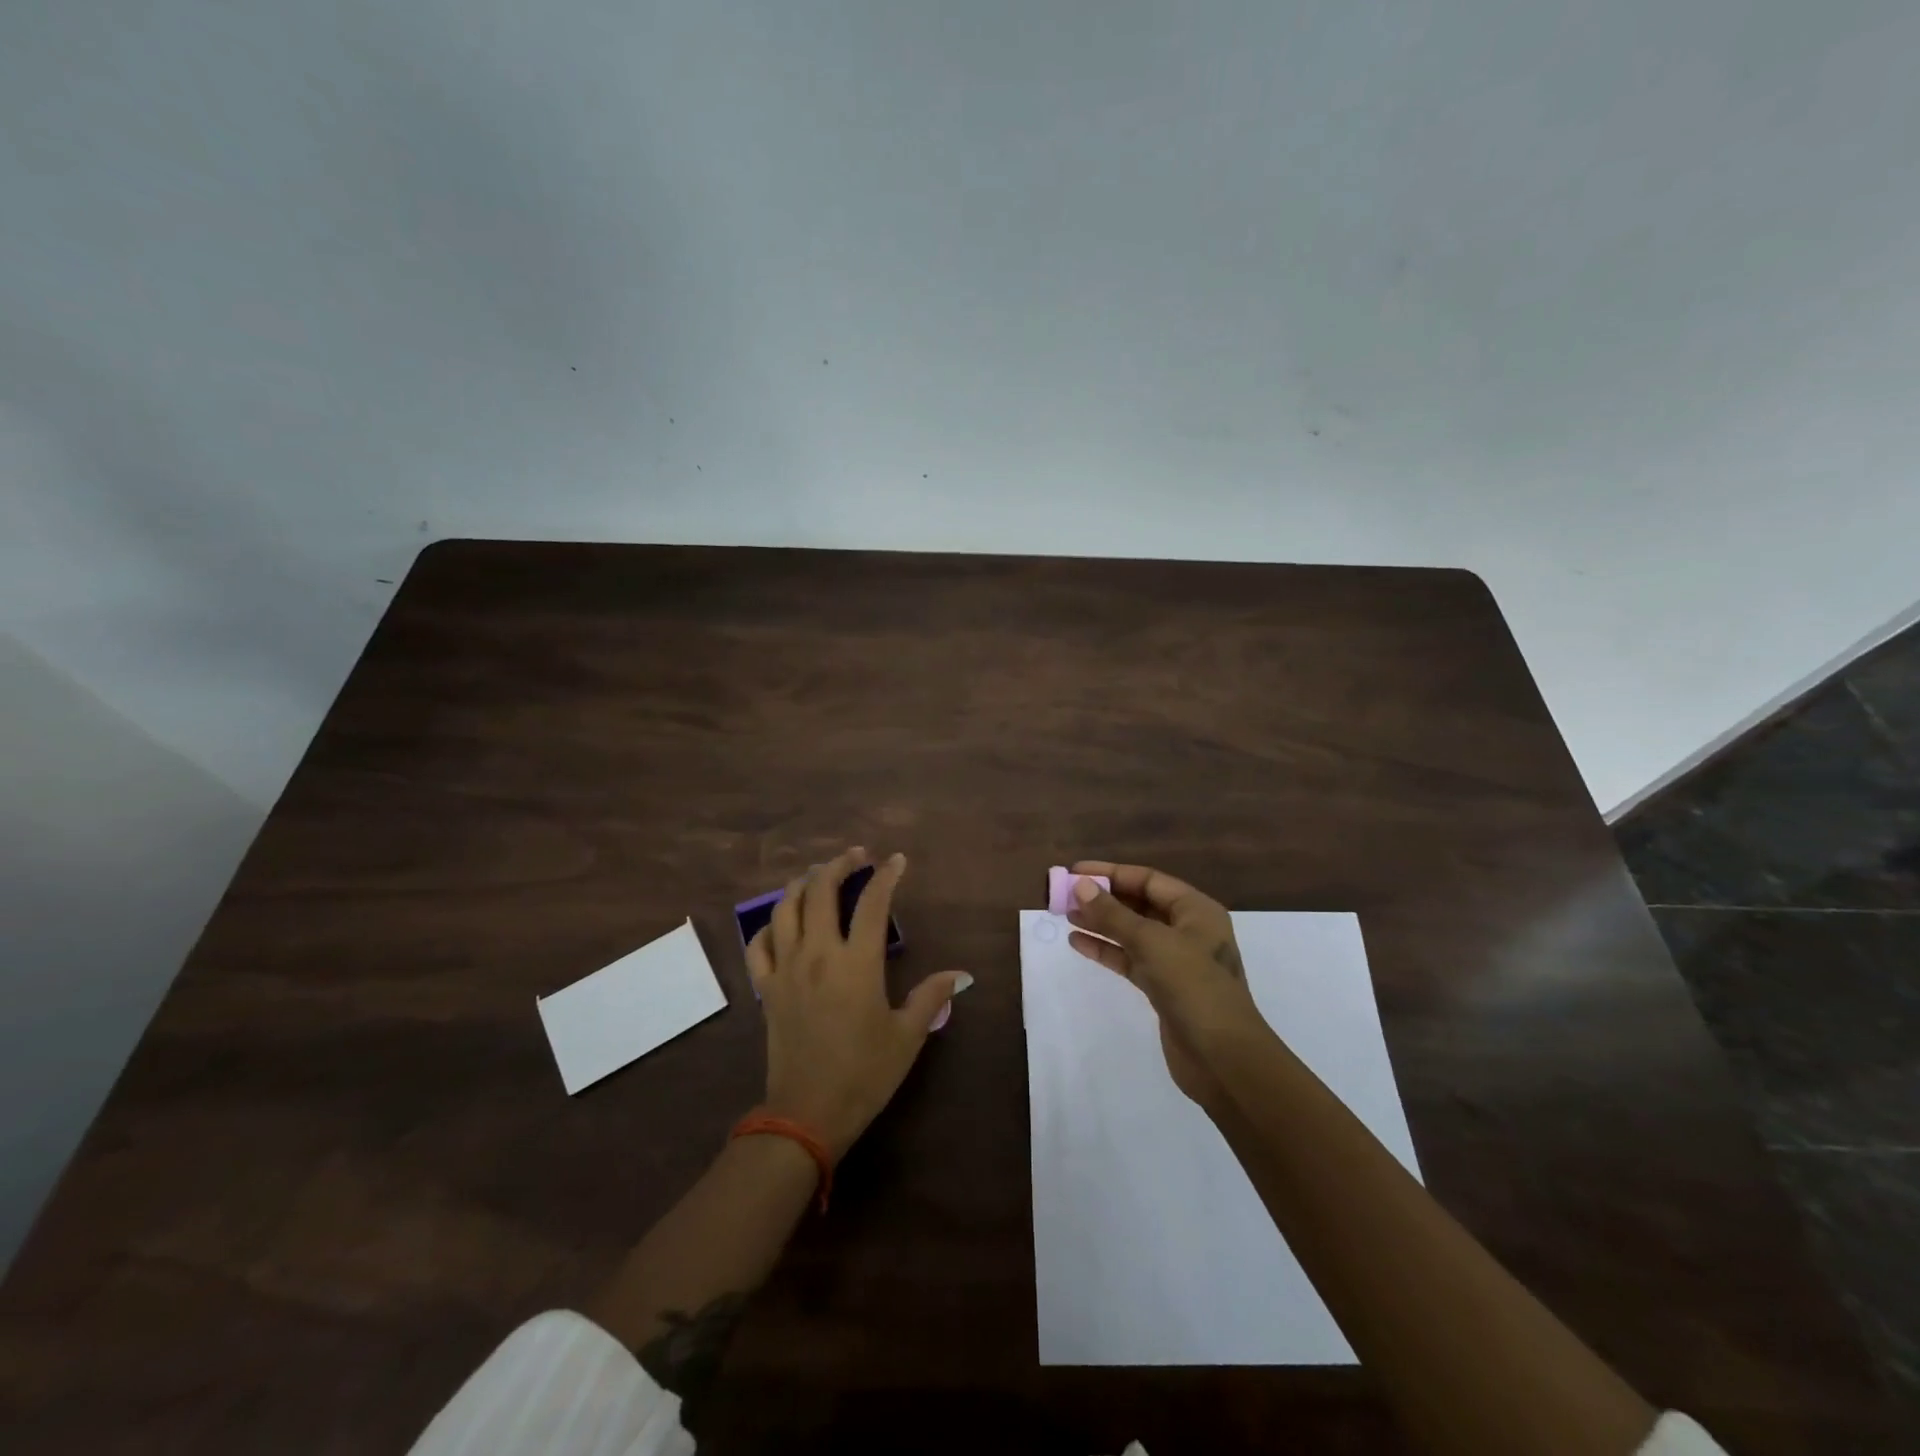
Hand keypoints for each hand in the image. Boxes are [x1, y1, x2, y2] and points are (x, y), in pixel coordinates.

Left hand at [745, 847, 971, 1160]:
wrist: (807, 1114)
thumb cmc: (864, 1074)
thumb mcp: (907, 1037)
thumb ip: (931, 997)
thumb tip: (960, 974)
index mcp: (857, 963)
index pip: (872, 902)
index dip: (886, 875)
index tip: (896, 860)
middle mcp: (818, 954)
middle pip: (821, 890)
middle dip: (839, 864)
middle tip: (856, 857)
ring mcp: (786, 969)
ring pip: (785, 908)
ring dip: (803, 884)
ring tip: (819, 876)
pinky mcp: (766, 989)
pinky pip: (759, 945)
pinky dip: (769, 925)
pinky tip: (782, 923)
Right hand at [1065, 860, 1274, 1108]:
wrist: (1223, 1059)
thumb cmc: (1194, 988)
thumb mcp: (1152, 943)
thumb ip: (1114, 914)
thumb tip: (1081, 886)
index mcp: (1195, 910)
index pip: (1148, 879)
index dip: (1111, 873)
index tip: (1075, 872)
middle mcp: (1187, 930)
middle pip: (1139, 903)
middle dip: (1103, 898)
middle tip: (1064, 894)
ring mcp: (1176, 960)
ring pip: (1132, 932)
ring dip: (1100, 922)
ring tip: (1065, 915)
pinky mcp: (1163, 987)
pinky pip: (1130, 959)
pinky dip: (1106, 950)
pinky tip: (1078, 943)